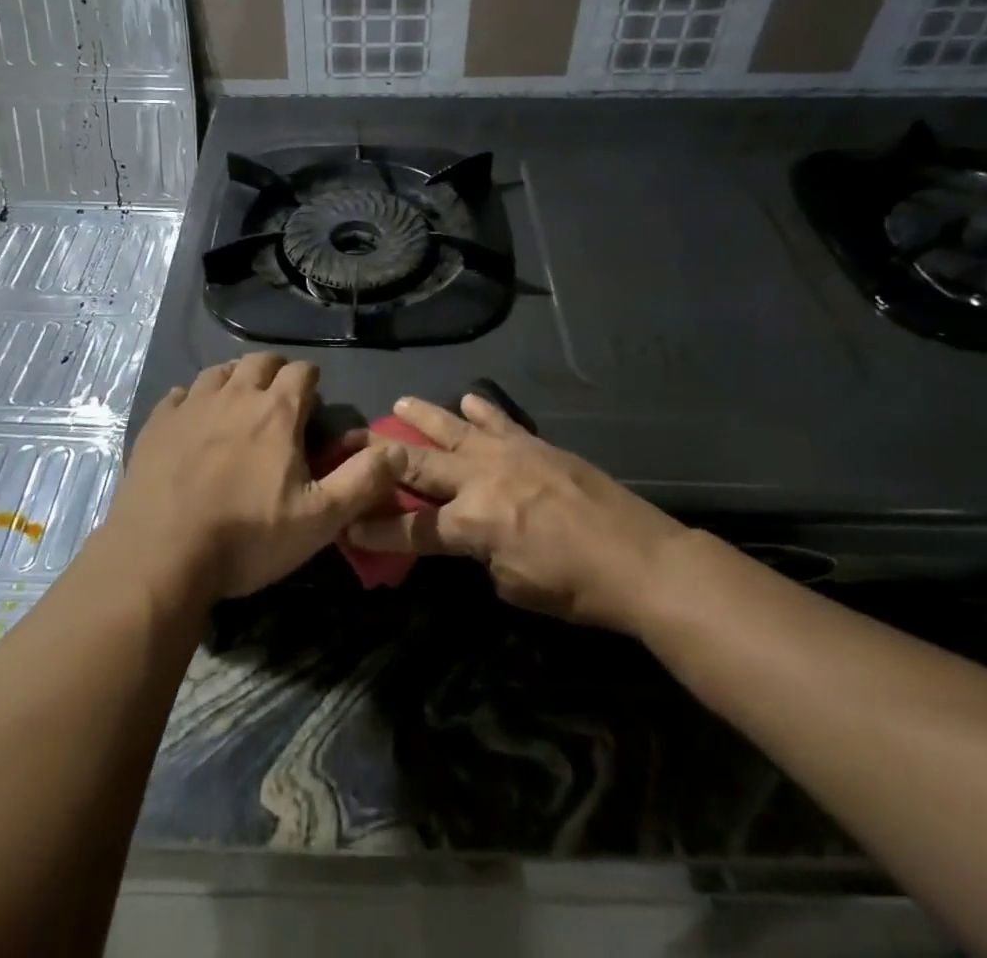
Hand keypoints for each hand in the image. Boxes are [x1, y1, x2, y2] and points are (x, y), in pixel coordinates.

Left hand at [109, 354, 404, 603]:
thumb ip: (364, 480)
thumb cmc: (248, 537)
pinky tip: (194, 420)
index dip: (311, 382)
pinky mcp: (157, 422)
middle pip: (259, 362)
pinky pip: (180, 393)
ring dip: (235, 380)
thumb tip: (400, 449)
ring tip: (239, 403)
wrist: (161, 556)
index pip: (302, 371)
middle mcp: (235, 395)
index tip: (313, 403)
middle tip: (279, 399)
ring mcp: (192, 405)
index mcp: (277, 412)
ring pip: (219, 372)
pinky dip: (194, 399)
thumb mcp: (320, 518)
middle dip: (275, 372)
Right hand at [347, 394, 689, 632]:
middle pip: (417, 464)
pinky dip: (482, 410)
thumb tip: (472, 537)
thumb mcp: (513, 586)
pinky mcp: (535, 444)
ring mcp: (508, 454)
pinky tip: (468, 399)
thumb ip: (481, 555)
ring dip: (422, 416)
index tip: (346, 526)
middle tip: (347, 443)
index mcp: (471, 523)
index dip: (375, 529)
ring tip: (398, 404)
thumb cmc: (574, 587)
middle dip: (378, 457)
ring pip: (453, 428)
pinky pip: (500, 421)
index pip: (409, 526)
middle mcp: (480, 479)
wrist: (640, 558)